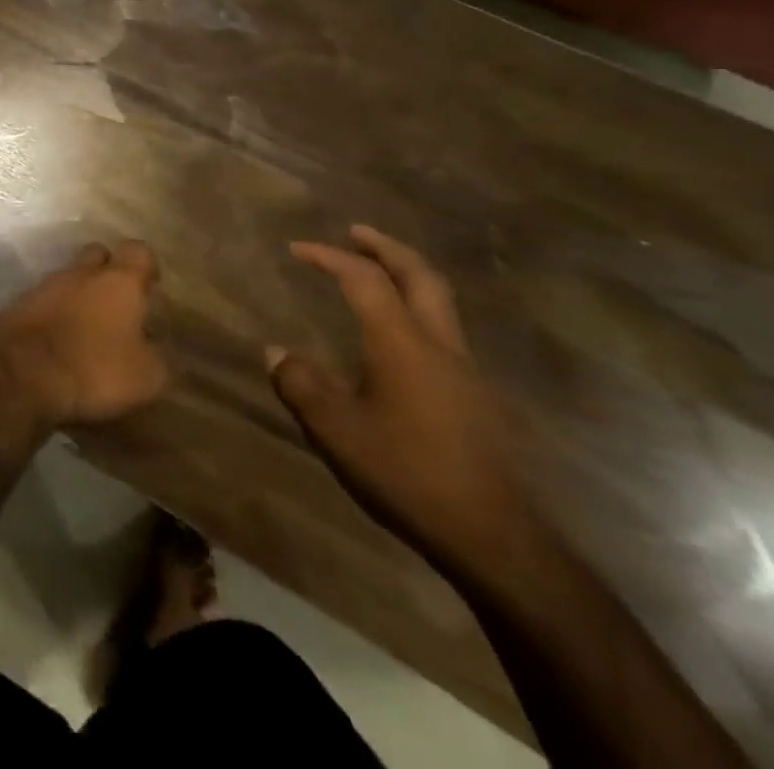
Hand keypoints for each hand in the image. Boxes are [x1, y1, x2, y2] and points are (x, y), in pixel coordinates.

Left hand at [0, 241, 170, 427]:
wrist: (22, 373)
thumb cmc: (94, 369)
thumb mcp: (147, 376)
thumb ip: (156, 356)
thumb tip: (152, 347)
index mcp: (118, 281)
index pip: (138, 251)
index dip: (146, 266)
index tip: (150, 287)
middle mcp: (81, 273)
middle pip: (97, 255)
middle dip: (108, 271)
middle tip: (118, 303)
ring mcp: (45, 285)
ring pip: (68, 278)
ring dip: (79, 295)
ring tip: (88, 328)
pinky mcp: (19, 304)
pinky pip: (44, 301)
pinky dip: (54, 314)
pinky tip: (59, 340)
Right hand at [268, 227, 537, 584]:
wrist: (497, 541)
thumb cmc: (408, 473)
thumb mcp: (335, 429)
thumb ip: (299, 383)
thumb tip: (277, 352)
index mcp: (402, 343)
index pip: (364, 279)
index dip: (329, 256)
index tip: (297, 248)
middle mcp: (440, 346)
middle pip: (421, 276)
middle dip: (387, 247)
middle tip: (357, 232)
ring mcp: (469, 375)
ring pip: (441, 305)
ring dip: (408, 279)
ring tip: (378, 278)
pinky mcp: (481, 404)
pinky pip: (446, 339)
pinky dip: (419, 317)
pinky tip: (399, 346)